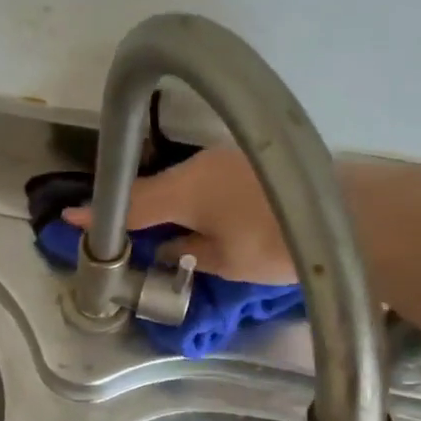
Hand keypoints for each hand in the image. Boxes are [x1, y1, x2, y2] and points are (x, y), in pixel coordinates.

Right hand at [63, 148, 297, 283]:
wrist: (350, 215)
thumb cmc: (277, 244)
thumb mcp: (224, 261)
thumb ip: (186, 252)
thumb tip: (167, 248)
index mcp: (185, 190)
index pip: (131, 203)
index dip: (100, 214)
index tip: (70, 218)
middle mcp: (199, 166)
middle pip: (154, 188)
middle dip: (133, 208)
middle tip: (116, 231)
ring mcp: (225, 159)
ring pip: (180, 182)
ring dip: (165, 203)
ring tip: (155, 229)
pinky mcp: (247, 162)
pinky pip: (202, 180)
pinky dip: (190, 198)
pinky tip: (195, 216)